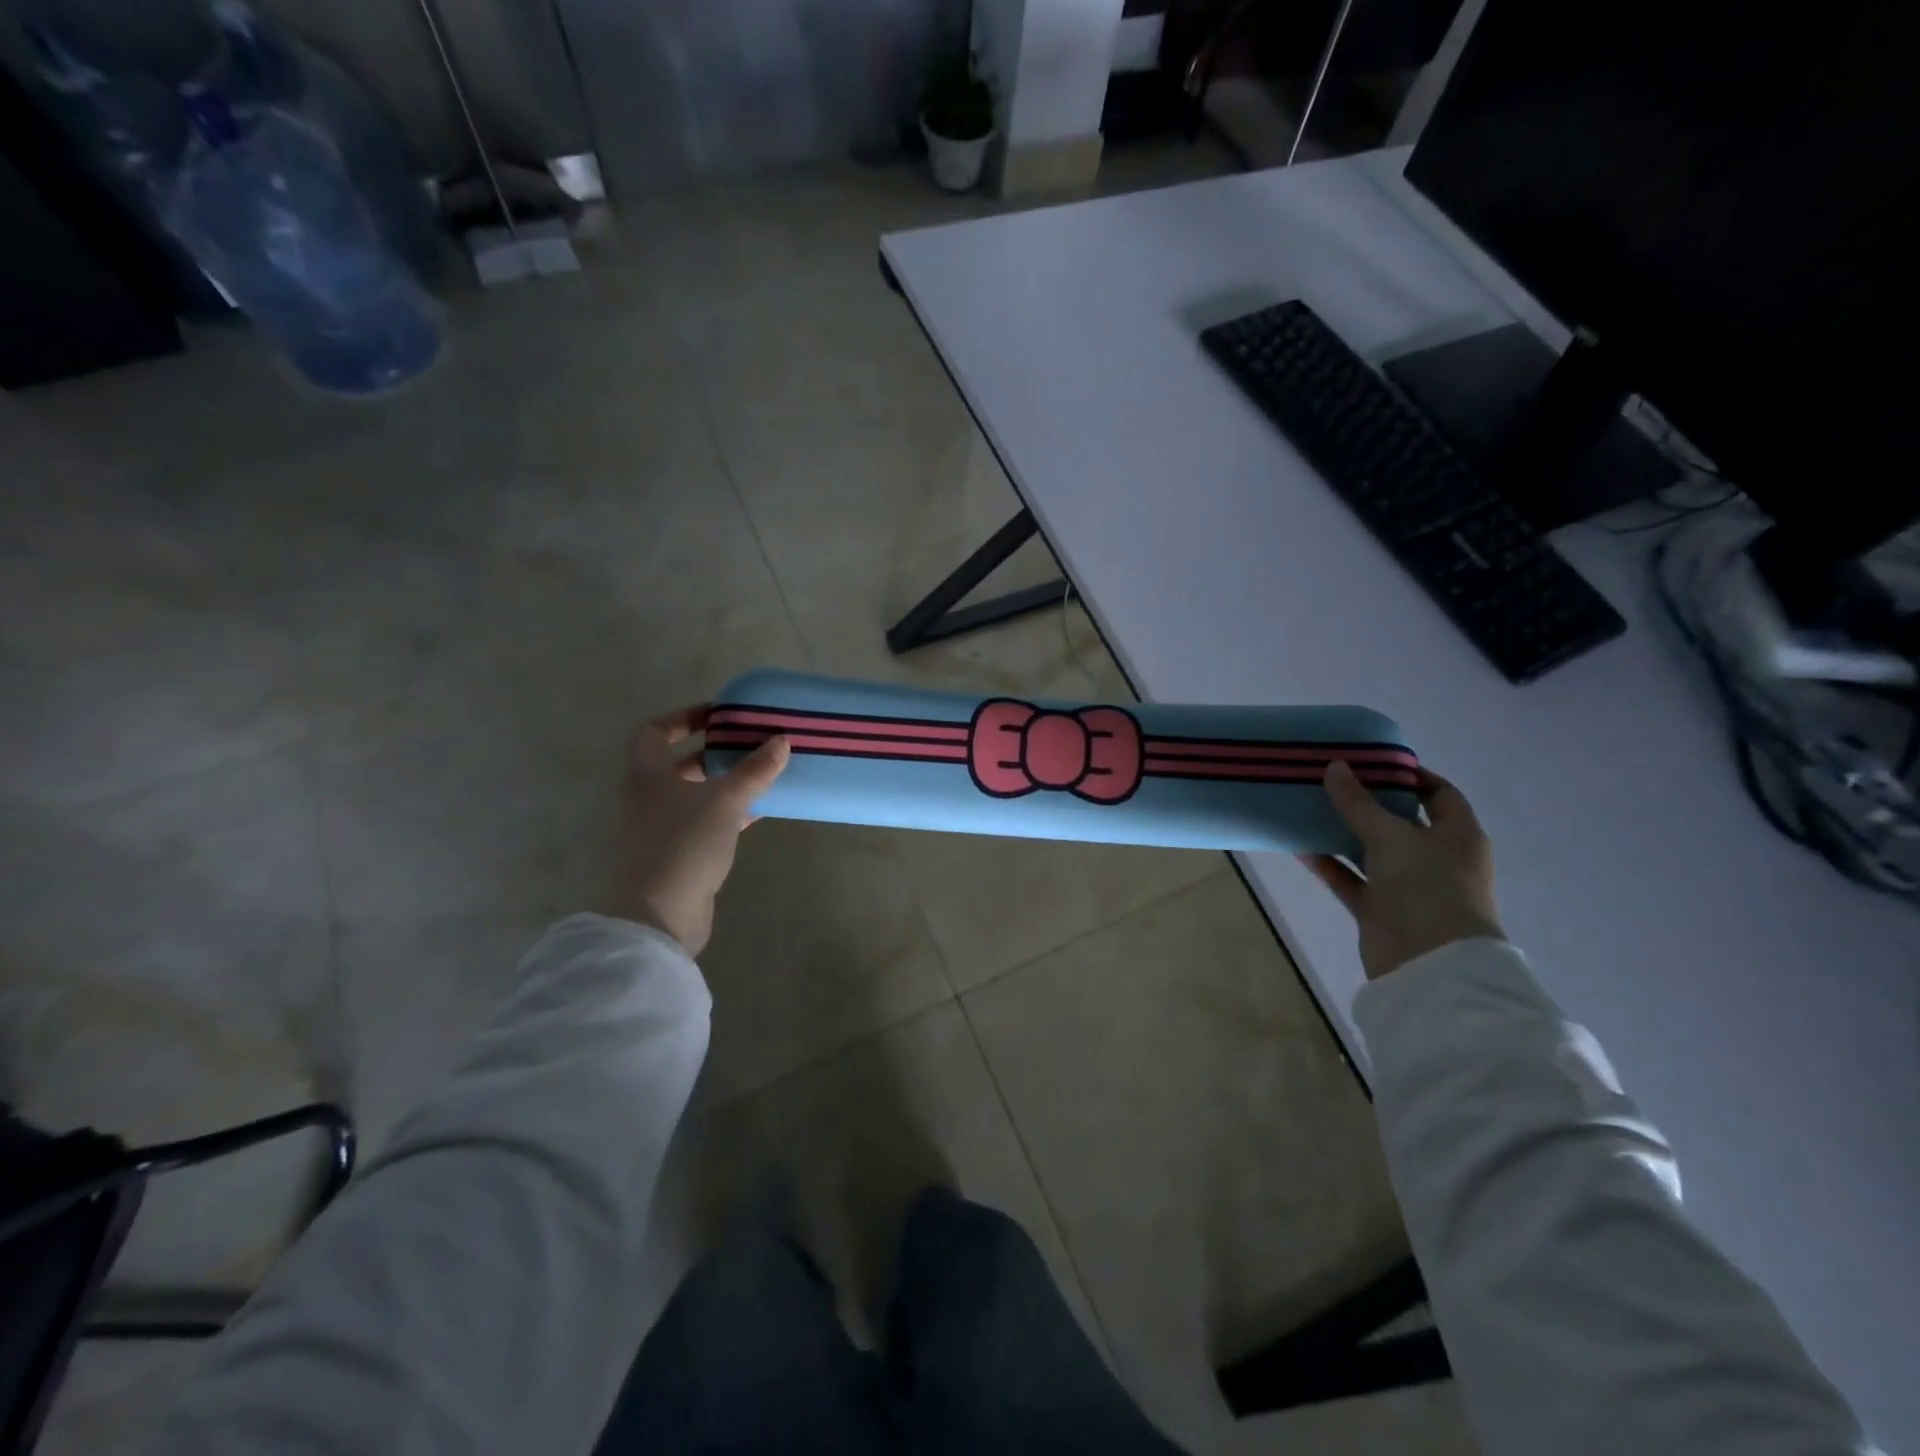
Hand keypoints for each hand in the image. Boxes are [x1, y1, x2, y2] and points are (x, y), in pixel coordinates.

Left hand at [609, 705, 789, 954]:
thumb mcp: (724, 800)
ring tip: (765, 772)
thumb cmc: (684, 843)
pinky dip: (731, 812)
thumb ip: (754, 770)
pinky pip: (708, 822)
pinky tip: (761, 810)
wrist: (659, 914)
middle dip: (716, 751)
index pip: (655, 731)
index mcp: (648, 774)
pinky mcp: (681, 854)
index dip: (684, 718)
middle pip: (680, 763)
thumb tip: (782, 740)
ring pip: (697, 794)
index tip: (720, 715)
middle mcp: (650, 797)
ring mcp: (664, 827)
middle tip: (752, 743)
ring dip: (727, 783)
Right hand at [1301, 760, 1504, 979]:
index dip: (1409, 775)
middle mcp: (1436, 858)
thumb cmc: (1426, 887)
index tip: (1371, 761)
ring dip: (1342, 833)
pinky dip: (1329, 864)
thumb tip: (1335, 767)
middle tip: (1331, 780)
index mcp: (1458, 835)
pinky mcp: (1380, 910)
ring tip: (1308, 807)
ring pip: (1371, 851)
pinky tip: (1300, 846)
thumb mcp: (1391, 836)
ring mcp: (1407, 886)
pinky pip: (1350, 879)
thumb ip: (1358, 803)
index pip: (1439, 794)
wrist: (1429, 964)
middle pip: (1400, 821)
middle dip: (1367, 802)